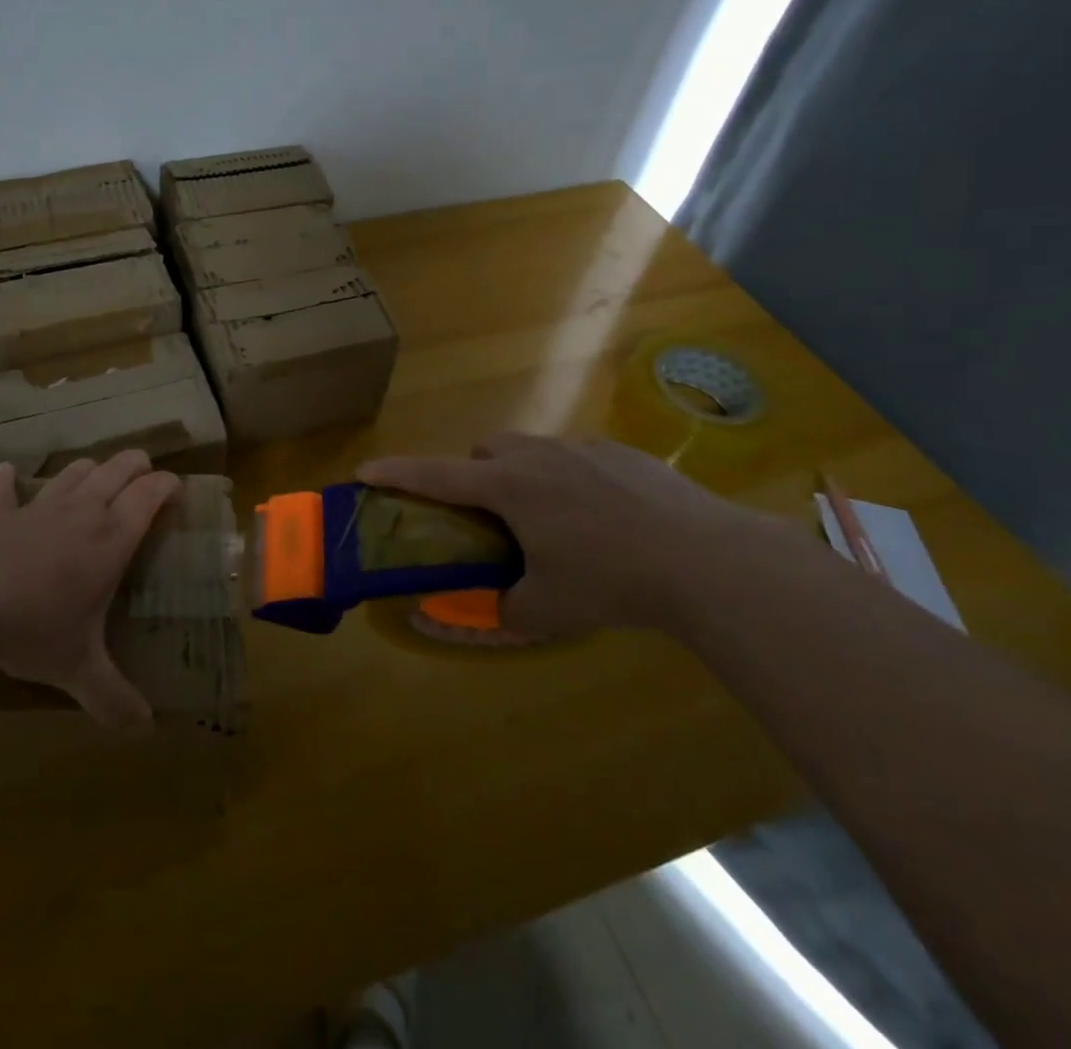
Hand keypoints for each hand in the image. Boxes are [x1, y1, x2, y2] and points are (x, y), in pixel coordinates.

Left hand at [0, 452, 180, 726]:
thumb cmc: (35, 627)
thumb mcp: (79, 669)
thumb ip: (114, 698)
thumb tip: (145, 730)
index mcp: (112, 537)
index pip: (151, 492)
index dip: (169, 485)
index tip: (178, 494)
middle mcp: (83, 511)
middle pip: (119, 467)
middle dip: (137, 466)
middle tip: (145, 481)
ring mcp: (40, 507)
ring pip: (75, 471)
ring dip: (90, 471)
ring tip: (96, 481)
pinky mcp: (1, 514)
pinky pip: (6, 489)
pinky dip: (8, 481)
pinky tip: (6, 473)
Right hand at [358, 433, 791, 637]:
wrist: (707, 559)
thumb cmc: (611, 581)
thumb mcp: (547, 610)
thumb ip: (498, 614)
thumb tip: (461, 622)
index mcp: (508, 487)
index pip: (435, 475)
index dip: (395, 473)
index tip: (363, 471)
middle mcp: (537, 456)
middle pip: (486, 451)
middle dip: (476, 475)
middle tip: (492, 518)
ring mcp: (583, 448)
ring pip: (531, 449)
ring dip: (523, 474)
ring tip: (551, 520)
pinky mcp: (622, 452)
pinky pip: (576, 456)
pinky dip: (569, 478)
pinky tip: (604, 518)